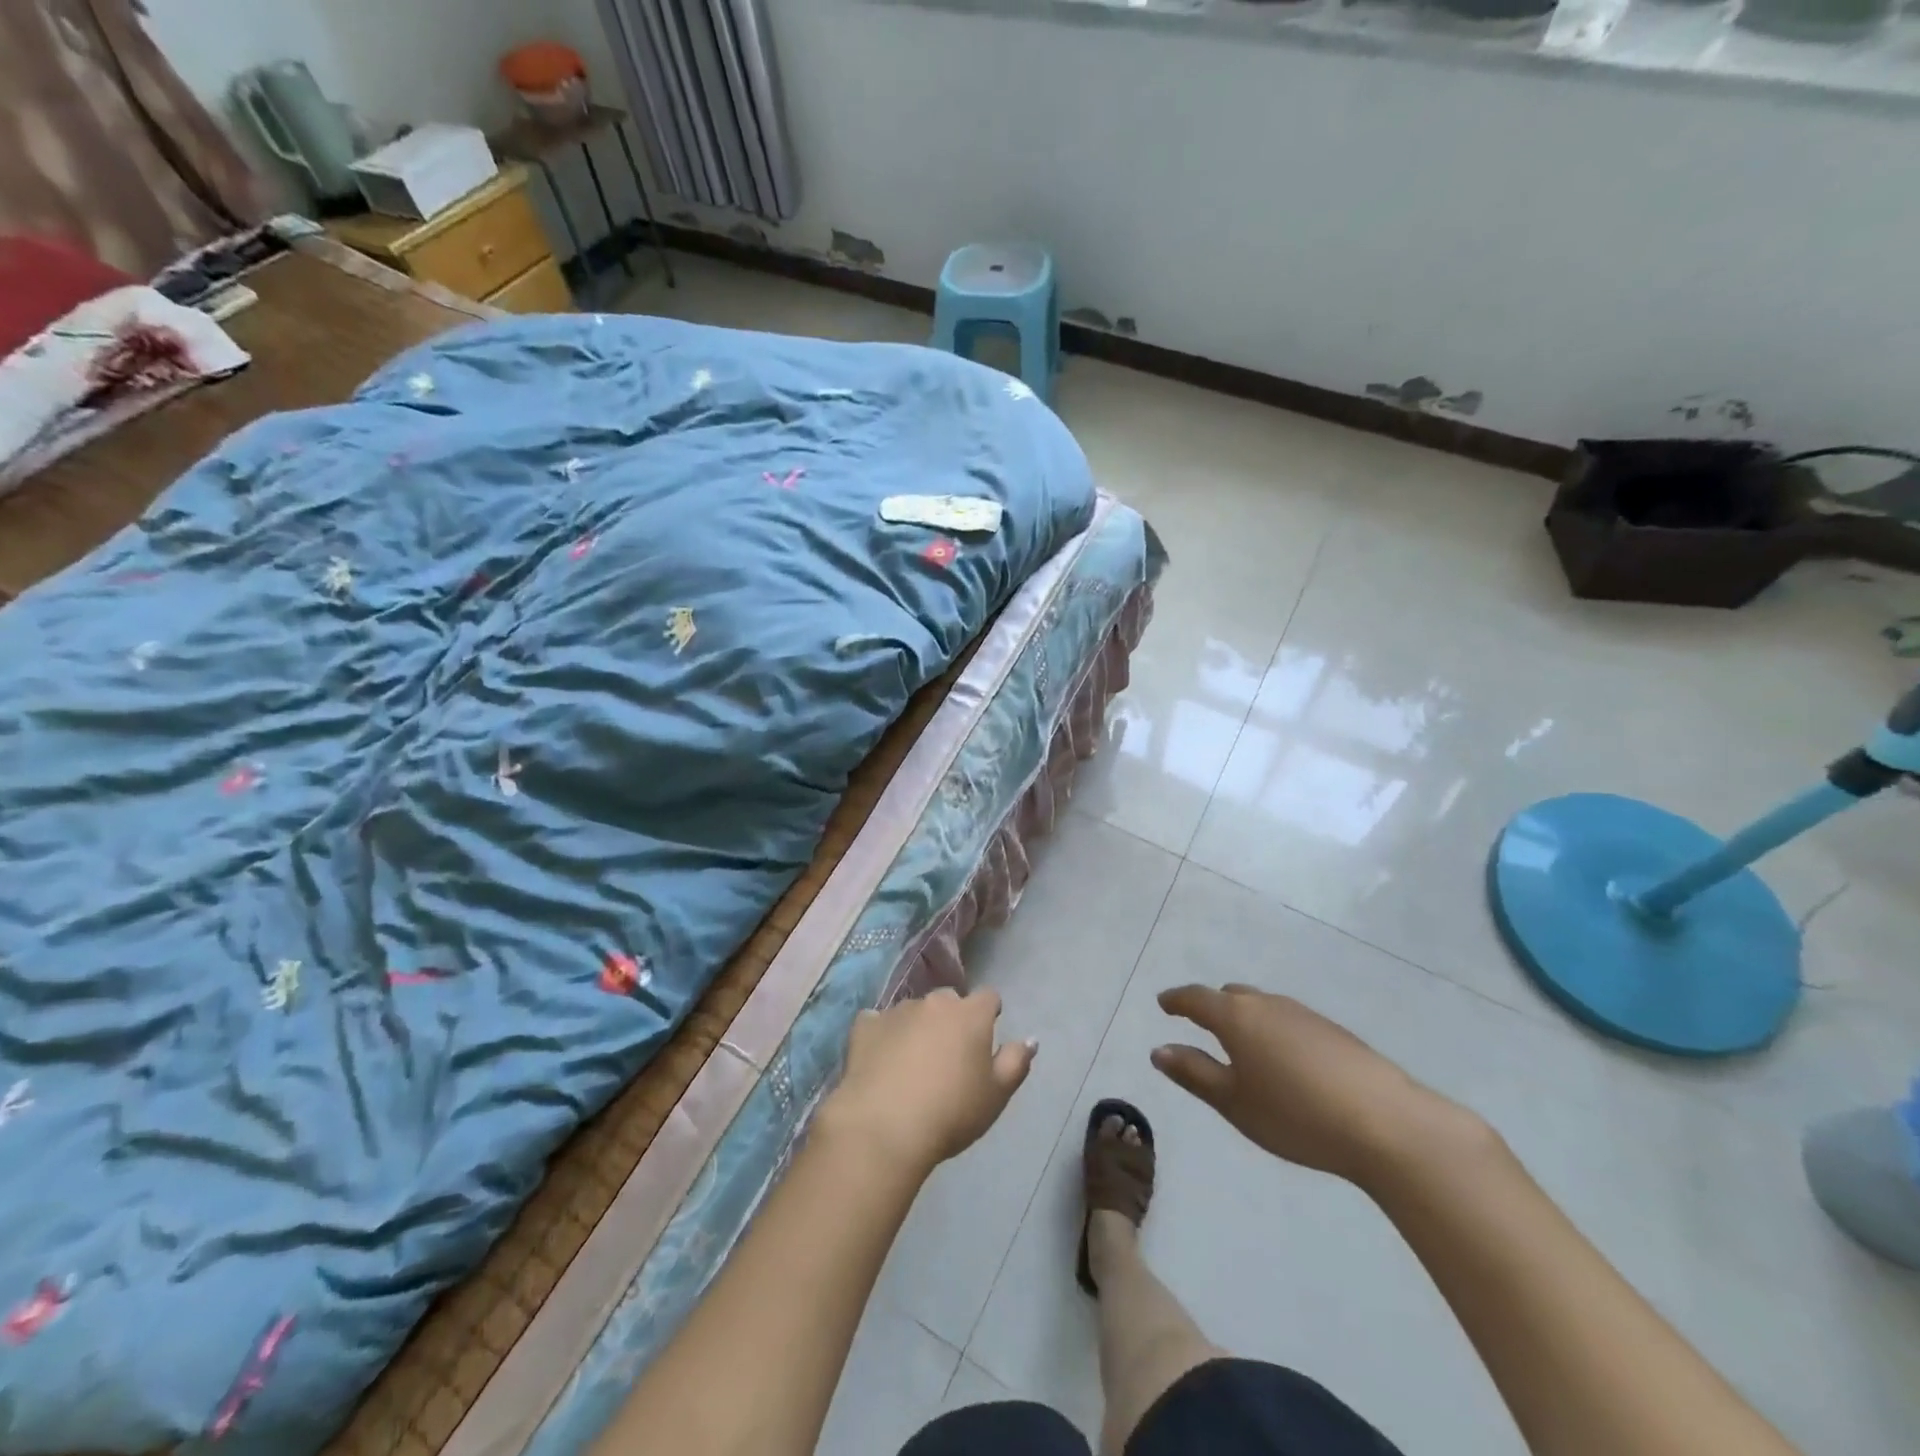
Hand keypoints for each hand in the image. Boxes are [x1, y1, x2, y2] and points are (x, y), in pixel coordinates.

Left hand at [819, 988, 1035, 1174]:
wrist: (883, 1128)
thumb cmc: (951, 1112)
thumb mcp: (996, 1095)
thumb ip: (1016, 1062)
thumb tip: (1030, 1039)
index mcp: (970, 1014)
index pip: (988, 997)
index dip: (988, 1015)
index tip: (984, 1039)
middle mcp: (933, 1002)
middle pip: (949, 1000)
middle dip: (951, 1019)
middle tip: (948, 1056)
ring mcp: (897, 1011)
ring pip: (913, 1011)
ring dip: (917, 1027)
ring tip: (912, 1064)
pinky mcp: (865, 1026)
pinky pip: (877, 1022)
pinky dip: (882, 1035)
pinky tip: (880, 1059)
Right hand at [1152, 984, 1480, 1187]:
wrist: (1387, 1124)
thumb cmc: (1295, 1114)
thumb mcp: (1233, 1102)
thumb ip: (1194, 1073)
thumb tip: (1159, 1050)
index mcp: (1236, 1017)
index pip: (1196, 998)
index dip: (1177, 1000)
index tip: (1164, 1004)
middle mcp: (1267, 1004)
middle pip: (1231, 996)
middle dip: (1212, 1007)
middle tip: (1200, 1025)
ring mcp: (1305, 1015)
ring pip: (1263, 1006)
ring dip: (1245, 1018)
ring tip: (1242, 1046)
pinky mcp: (1335, 1032)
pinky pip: (1289, 1020)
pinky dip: (1274, 1031)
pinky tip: (1285, 1062)